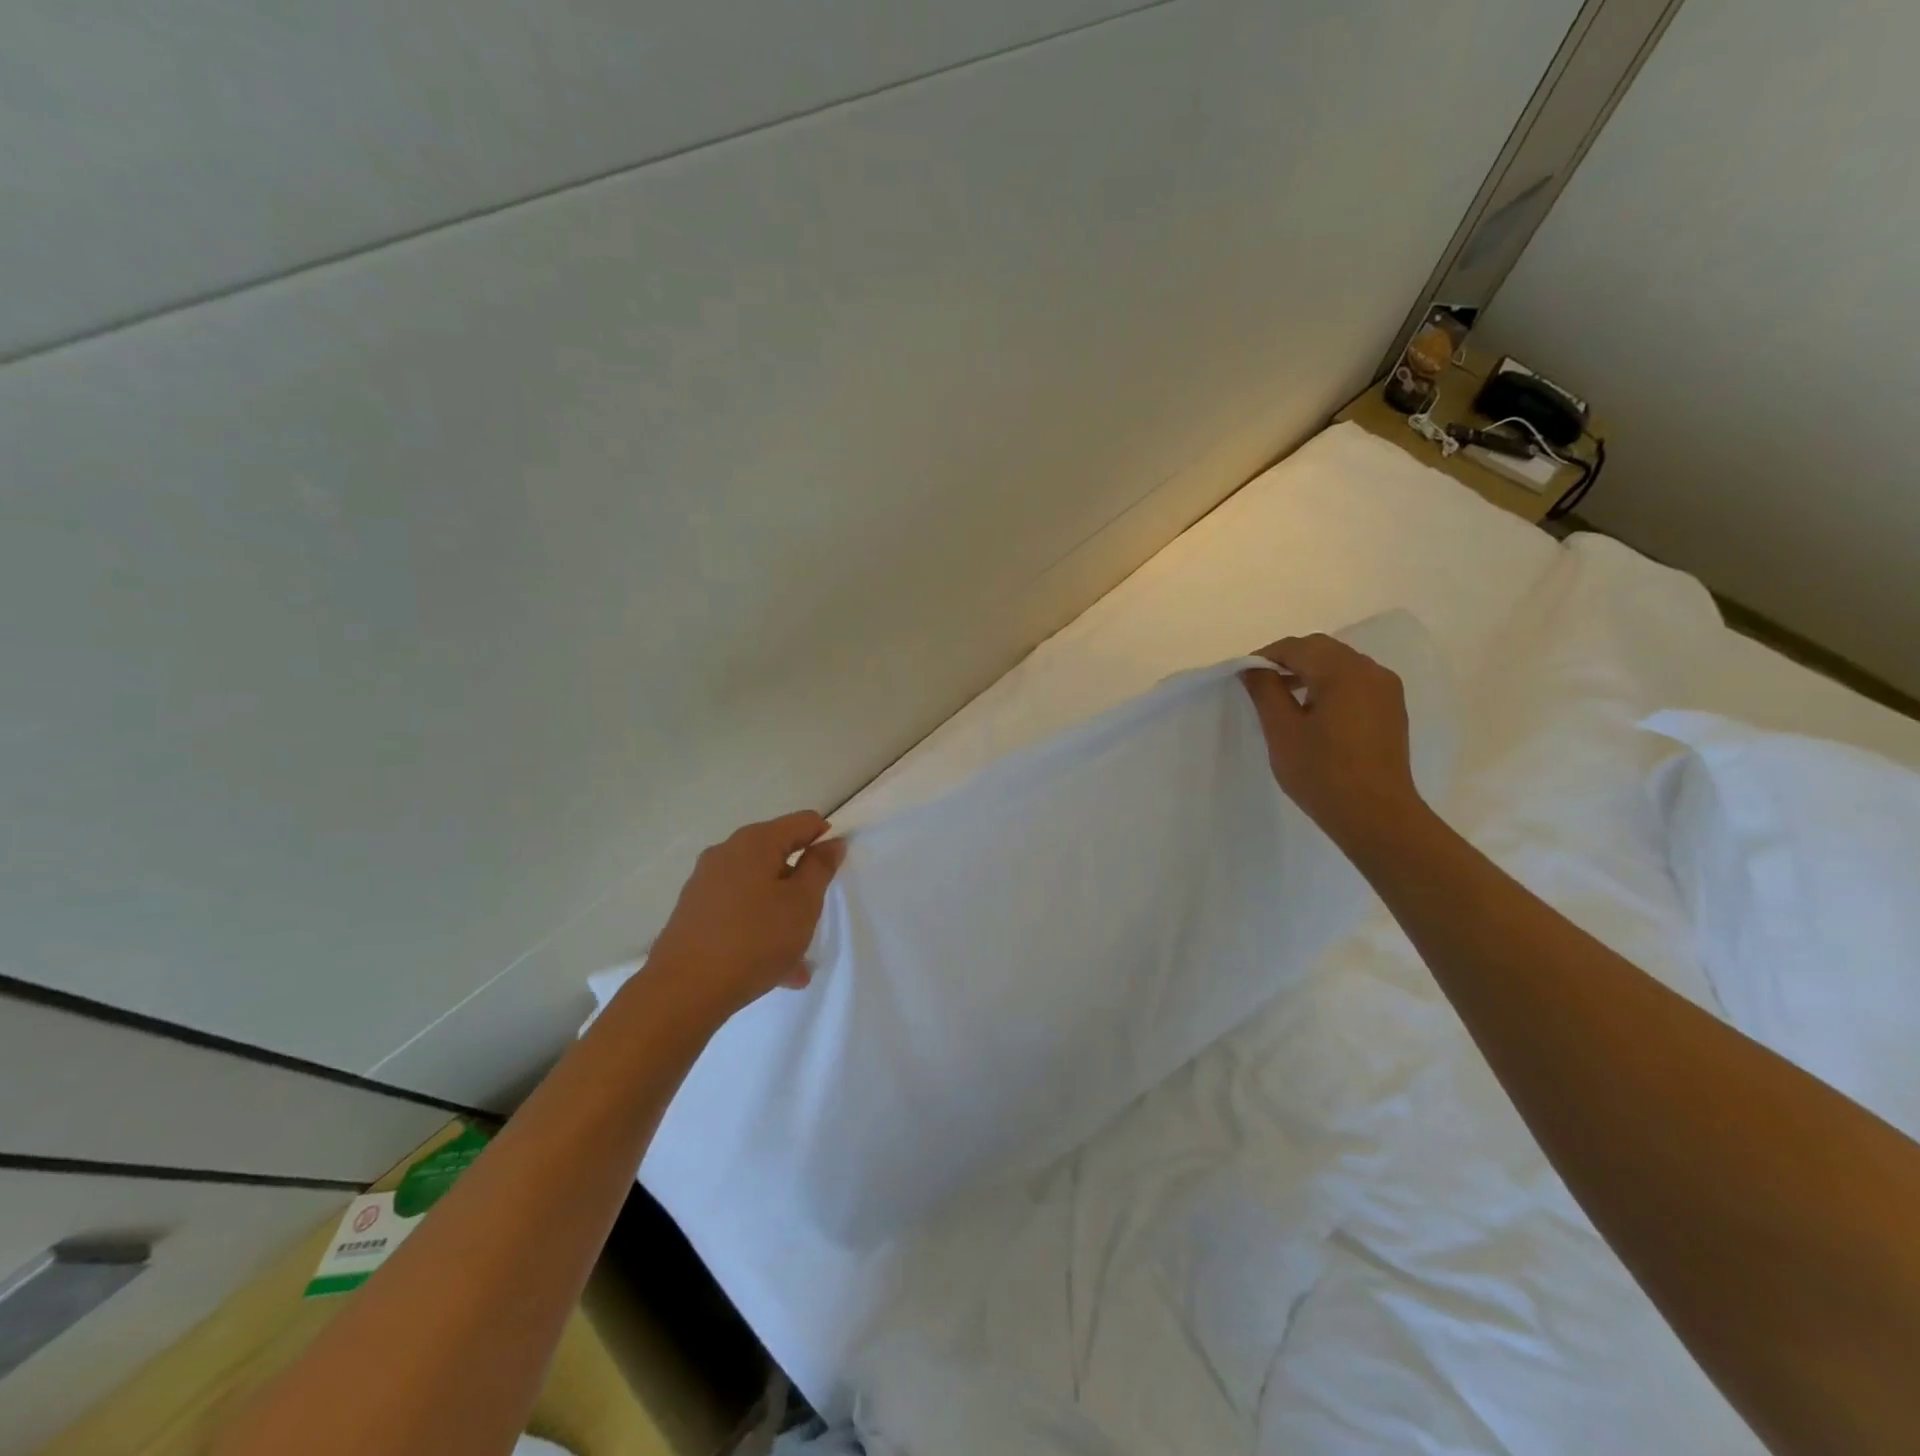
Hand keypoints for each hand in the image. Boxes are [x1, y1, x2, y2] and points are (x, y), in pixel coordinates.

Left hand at [646, 811, 846, 1022]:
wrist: (683, 991)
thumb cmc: (754, 939)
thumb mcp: (802, 902)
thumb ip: (820, 868)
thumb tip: (831, 842)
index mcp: (755, 842)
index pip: (803, 822)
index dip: (825, 839)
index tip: (836, 870)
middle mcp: (726, 853)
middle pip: (777, 855)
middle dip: (801, 883)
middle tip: (816, 915)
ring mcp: (706, 883)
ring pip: (758, 889)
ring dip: (782, 913)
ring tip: (799, 957)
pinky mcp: (694, 913)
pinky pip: (738, 912)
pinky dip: (759, 929)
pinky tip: (775, 970)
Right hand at [1240, 634, 1426, 851]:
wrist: (1376, 815)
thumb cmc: (1322, 773)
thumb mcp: (1282, 731)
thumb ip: (1266, 691)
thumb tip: (1252, 668)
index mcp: (1342, 672)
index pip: (1296, 647)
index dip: (1265, 657)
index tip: (1244, 676)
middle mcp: (1370, 671)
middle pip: (1321, 649)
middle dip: (1289, 659)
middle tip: (1261, 684)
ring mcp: (1386, 689)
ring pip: (1340, 663)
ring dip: (1310, 671)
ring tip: (1284, 698)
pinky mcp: (1391, 709)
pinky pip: (1355, 681)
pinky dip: (1330, 684)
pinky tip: (1314, 710)